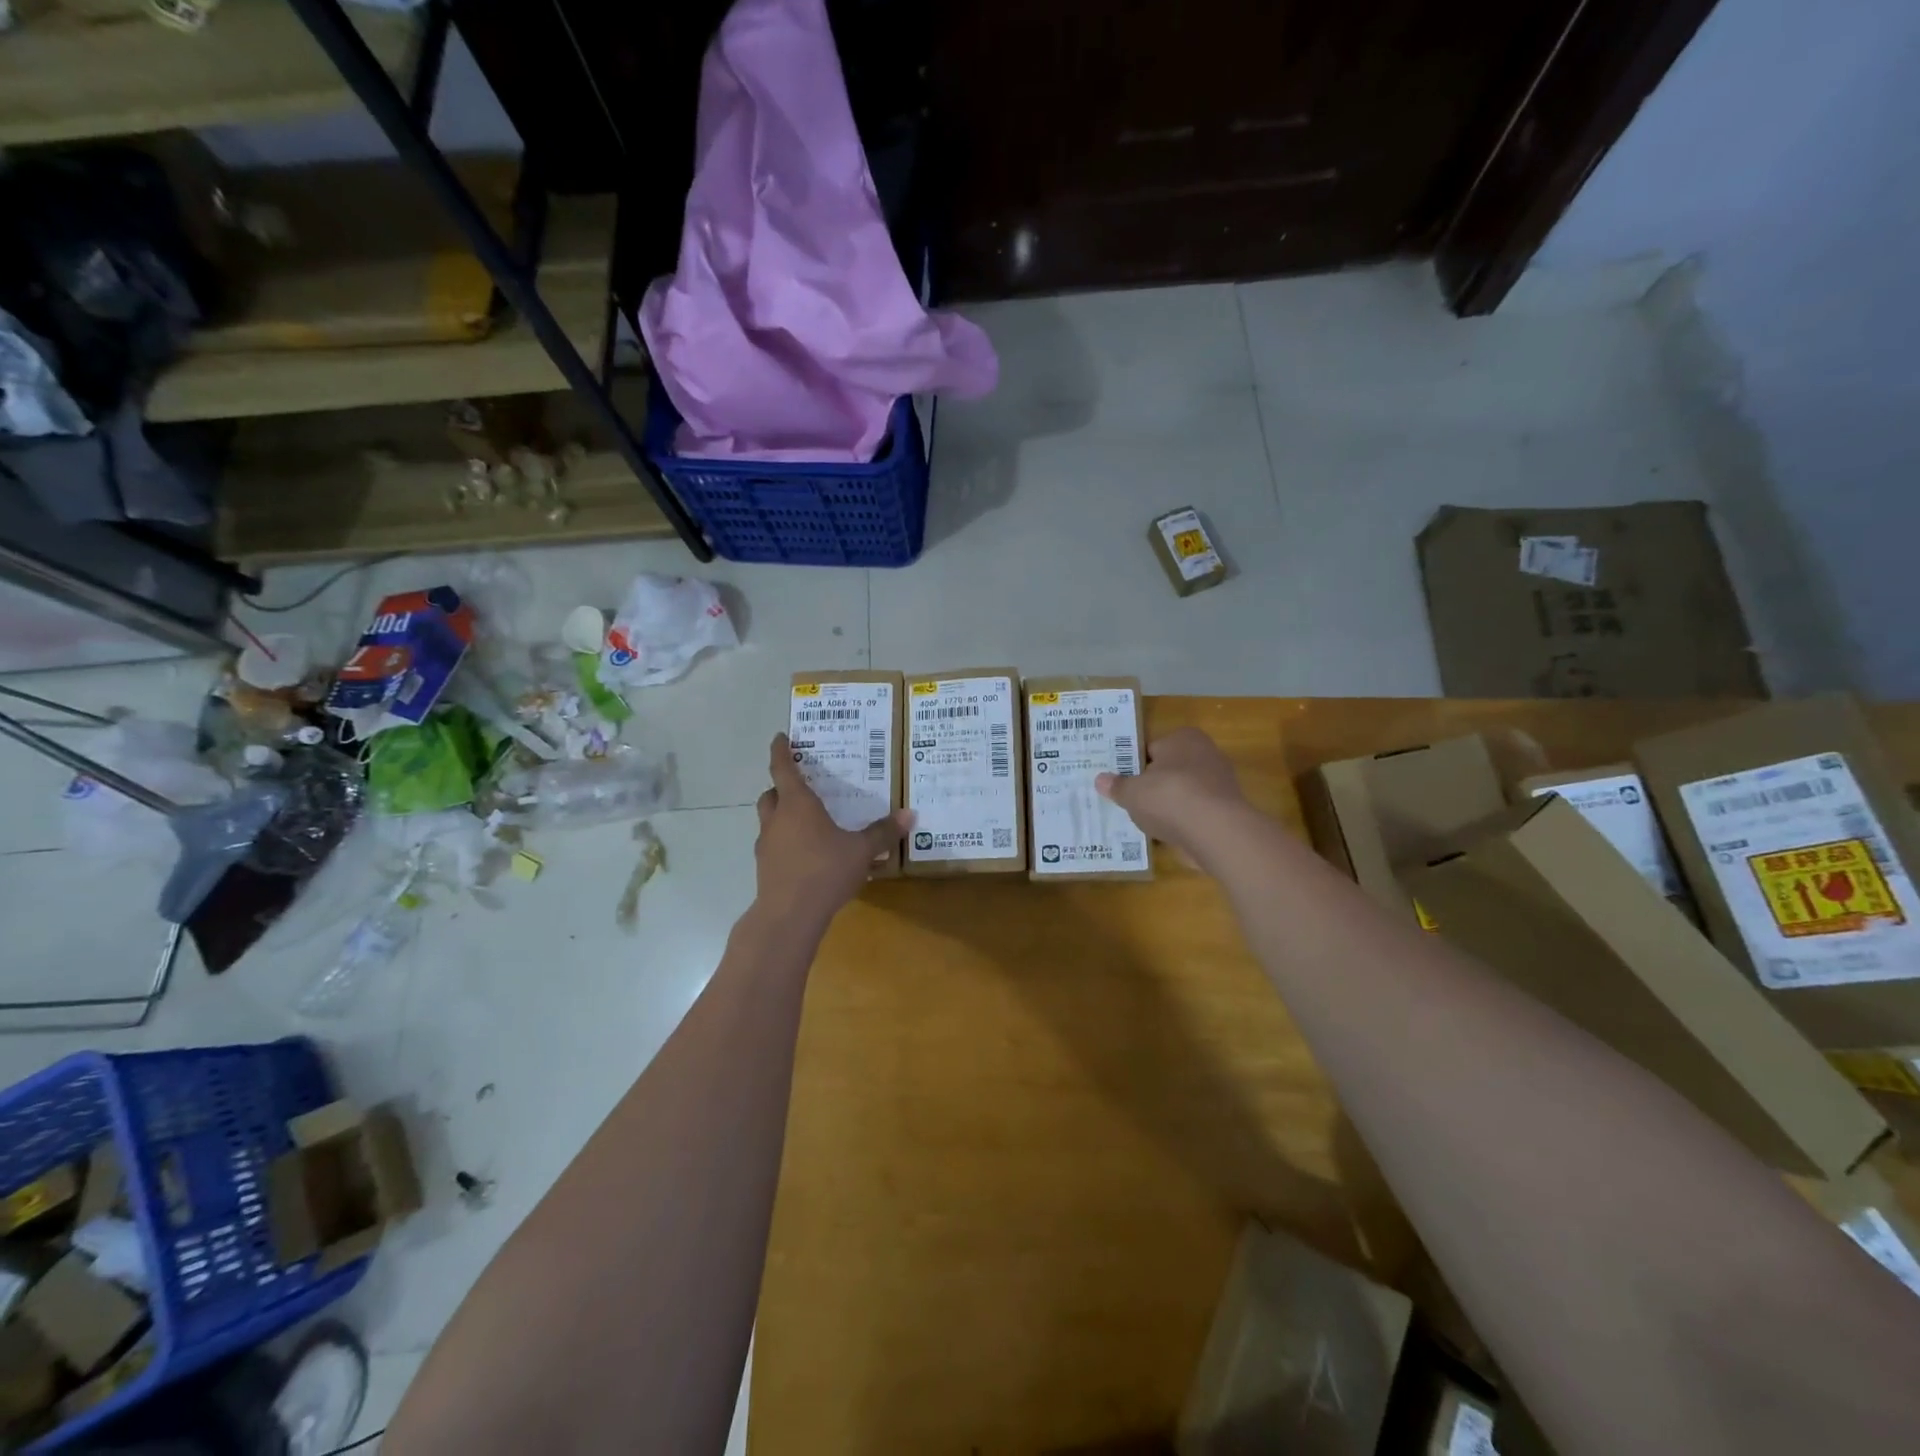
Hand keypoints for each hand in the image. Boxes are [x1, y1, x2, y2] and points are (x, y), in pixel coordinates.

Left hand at [754, 733, 911, 925]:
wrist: (789, 916)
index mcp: (797, 804)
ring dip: (783, 816)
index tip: (781, 737)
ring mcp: (767, 845)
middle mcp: (777, 819)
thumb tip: (909, 814)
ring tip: (808, 822)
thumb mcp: (861, 851)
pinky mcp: (765, 869)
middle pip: (771, 794)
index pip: (783, 768)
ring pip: (770, 821)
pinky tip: (808, 855)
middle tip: (801, 786)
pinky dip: (787, 842)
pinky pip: (775, 846)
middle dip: (782, 787)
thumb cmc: (824, 871)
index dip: (780, 751)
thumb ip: (883, 832)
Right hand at [1096, 727, 1247, 863]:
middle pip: (1168, 771)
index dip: (1133, 767)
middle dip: (1152, 786)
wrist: (1216, 832)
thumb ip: (1117, 786)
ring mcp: (1220, 783)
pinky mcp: (1226, 811)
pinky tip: (1165, 836)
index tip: (1121, 783)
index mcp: (1183, 738)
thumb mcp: (1132, 793)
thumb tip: (1100, 780)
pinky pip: (1195, 814)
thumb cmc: (1169, 798)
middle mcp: (1206, 754)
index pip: (1151, 749)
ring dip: (1167, 807)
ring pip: (1182, 793)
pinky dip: (1182, 823)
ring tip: (1144, 823)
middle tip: (1129, 803)